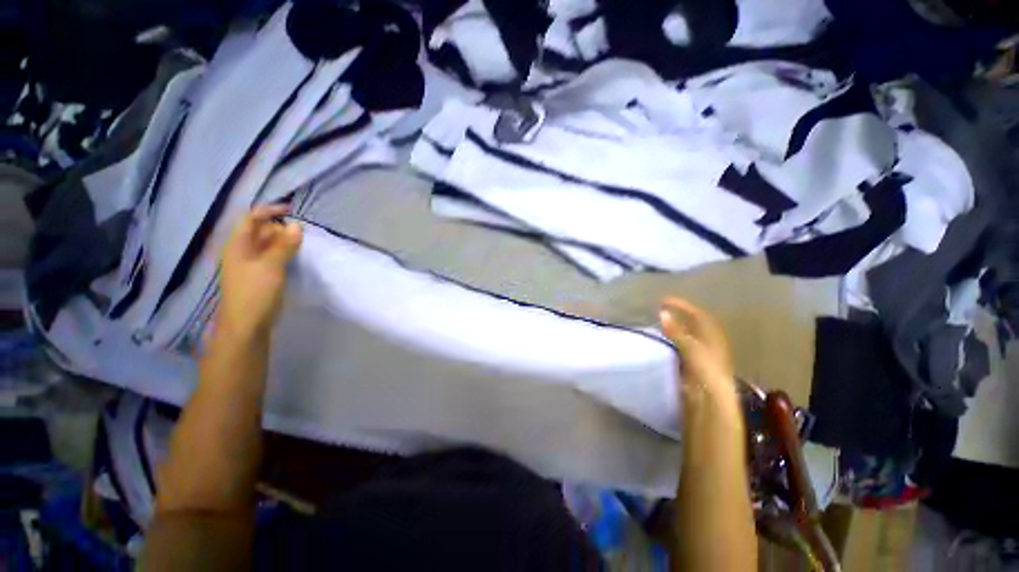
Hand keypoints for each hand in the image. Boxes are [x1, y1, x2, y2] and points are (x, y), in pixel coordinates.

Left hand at [217, 205, 302, 336]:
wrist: (247, 325)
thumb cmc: (255, 293)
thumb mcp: (271, 267)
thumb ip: (283, 245)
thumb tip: (297, 225)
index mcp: (238, 245)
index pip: (251, 218)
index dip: (269, 211)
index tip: (292, 211)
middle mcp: (243, 251)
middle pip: (261, 230)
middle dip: (280, 228)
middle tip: (302, 234)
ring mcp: (252, 264)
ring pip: (269, 245)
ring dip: (285, 241)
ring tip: (304, 244)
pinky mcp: (261, 276)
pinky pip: (274, 257)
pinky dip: (285, 253)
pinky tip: (298, 257)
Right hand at [659, 298, 741, 433]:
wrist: (710, 399)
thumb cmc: (705, 369)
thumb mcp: (690, 346)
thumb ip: (676, 330)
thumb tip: (662, 313)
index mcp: (712, 335)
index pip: (697, 314)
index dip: (681, 305)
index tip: (663, 301)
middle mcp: (708, 342)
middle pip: (693, 324)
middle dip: (678, 316)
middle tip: (660, 311)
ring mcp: (701, 355)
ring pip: (686, 336)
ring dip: (674, 328)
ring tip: (658, 324)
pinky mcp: (693, 366)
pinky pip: (680, 347)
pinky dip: (672, 341)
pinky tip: (662, 342)